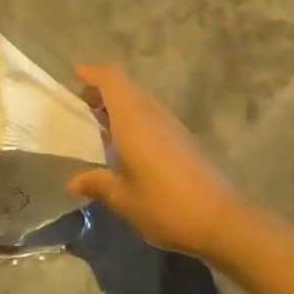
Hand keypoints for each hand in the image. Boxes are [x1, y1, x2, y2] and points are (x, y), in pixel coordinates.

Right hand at [67, 65, 253, 261]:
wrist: (220, 219)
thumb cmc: (164, 205)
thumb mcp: (123, 199)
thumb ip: (97, 184)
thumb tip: (73, 182)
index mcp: (133, 119)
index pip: (111, 80)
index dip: (93, 73)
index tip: (75, 75)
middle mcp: (153, 113)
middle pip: (125, 87)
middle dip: (103, 91)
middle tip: (82, 109)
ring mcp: (171, 124)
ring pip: (140, 100)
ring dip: (120, 105)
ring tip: (100, 128)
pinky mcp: (184, 138)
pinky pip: (152, 115)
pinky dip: (134, 119)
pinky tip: (127, 147)